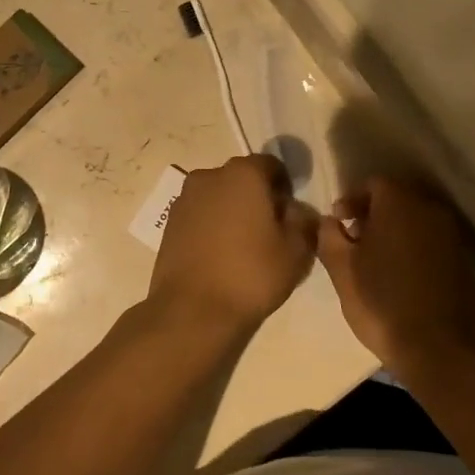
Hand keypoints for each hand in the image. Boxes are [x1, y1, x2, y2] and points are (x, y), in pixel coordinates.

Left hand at [148, 154, 316, 332]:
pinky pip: (201, 213)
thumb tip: (296, 209)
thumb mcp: (296, 250)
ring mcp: (186, 197)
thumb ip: (303, 220)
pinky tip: (219, 255)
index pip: (272, 165)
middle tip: (269, 231)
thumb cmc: (251, 274)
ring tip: (243, 246)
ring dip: (232, 210)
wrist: (193, 309)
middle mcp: (210, 175)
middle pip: (243, 178)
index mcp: (243, 173)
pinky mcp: (171, 221)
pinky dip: (212, 225)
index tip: (290, 215)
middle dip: (258, 197)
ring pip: (219, 195)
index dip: (285, 187)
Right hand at [317, 177, 474, 375]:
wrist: (439, 350)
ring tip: (377, 261)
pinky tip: (403, 277)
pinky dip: (415, 250)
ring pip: (416, 221)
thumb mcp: (341, 269)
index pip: (373, 184)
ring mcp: (452, 236)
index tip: (338, 223)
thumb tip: (330, 221)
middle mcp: (429, 210)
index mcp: (399, 203)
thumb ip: (329, 236)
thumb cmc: (381, 302)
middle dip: (373, 215)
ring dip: (395, 232)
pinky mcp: (464, 262)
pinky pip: (432, 243)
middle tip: (355, 240)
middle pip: (397, 199)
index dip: (351, 200)